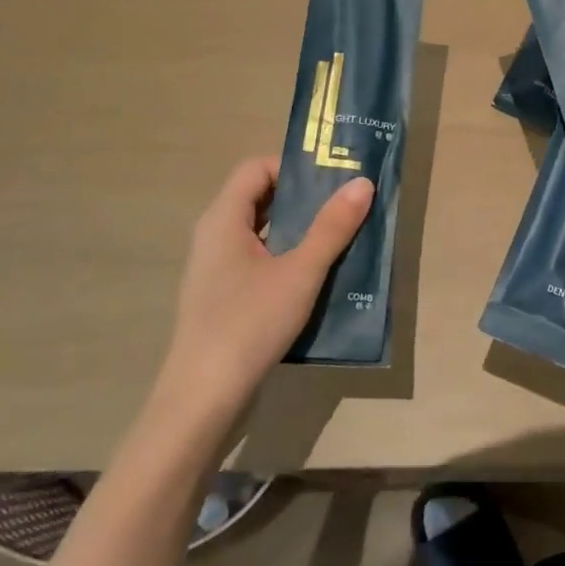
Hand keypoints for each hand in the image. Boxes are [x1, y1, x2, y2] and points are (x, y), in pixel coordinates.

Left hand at [149, 157, 373, 433]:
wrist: (202, 399)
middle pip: (259, 197)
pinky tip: (317, 277)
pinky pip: (258, 260)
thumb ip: (332, 227)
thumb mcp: (300, 272)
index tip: (332, 178)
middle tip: (346, 203)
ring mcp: (216, 269)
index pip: (256, 168)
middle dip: (304, 197)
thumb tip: (362, 183)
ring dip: (299, 230)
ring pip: (262, 231)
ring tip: (341, 237)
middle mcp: (214, 236)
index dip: (293, 166)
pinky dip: (287, 257)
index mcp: (224, 219)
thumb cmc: (249, 324)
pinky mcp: (223, 297)